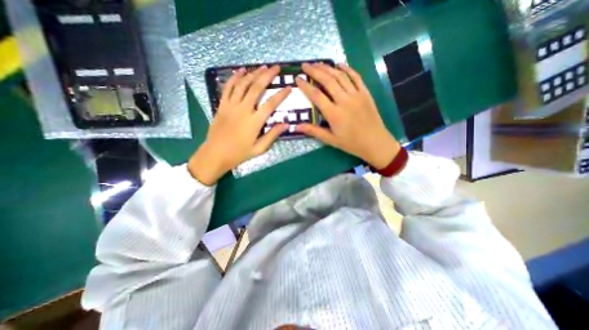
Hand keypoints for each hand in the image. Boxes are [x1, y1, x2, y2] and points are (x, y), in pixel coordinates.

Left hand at [187, 65, 290, 184]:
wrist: (215, 154)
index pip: (271, 104)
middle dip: (267, 75)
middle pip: (257, 88)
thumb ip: (273, 135)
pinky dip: (235, 77)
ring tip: (262, 67)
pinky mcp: (222, 105)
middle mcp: (243, 110)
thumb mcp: (259, 148)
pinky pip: (228, 87)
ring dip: (253, 73)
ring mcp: (231, 106)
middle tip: (275, 68)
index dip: (281, 95)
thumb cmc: (239, 153)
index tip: (288, 88)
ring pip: (243, 84)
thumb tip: (286, 124)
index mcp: (254, 122)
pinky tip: (241, 71)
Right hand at [295, 62, 399, 168]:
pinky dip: (347, 69)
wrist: (375, 142)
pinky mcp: (365, 93)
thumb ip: (314, 131)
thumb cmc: (351, 143)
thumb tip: (296, 126)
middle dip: (315, 71)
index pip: (316, 95)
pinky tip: (340, 64)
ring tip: (318, 63)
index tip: (297, 79)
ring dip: (328, 68)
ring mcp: (356, 95)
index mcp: (334, 114)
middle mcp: (344, 101)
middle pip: (327, 81)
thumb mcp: (331, 140)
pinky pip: (356, 77)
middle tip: (305, 65)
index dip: (305, 86)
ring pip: (340, 76)